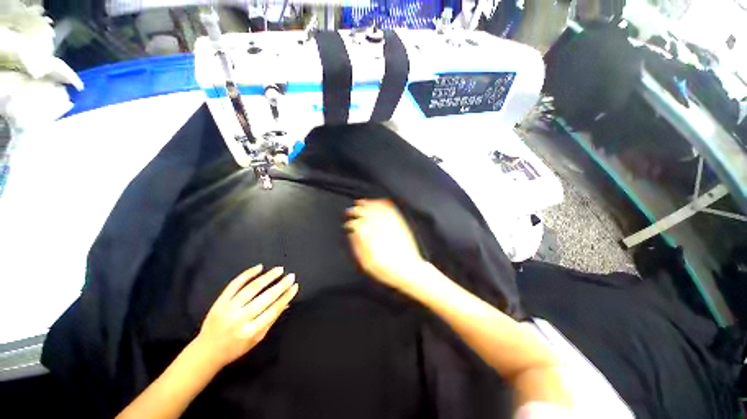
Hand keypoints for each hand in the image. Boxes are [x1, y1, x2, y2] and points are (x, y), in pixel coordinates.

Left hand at [194, 265, 298, 368]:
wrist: (206, 352)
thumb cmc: (235, 347)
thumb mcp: (257, 338)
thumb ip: (271, 319)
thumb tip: (286, 302)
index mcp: (251, 331)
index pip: (274, 310)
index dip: (286, 296)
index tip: (295, 286)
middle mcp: (240, 318)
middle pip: (265, 298)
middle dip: (281, 285)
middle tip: (291, 276)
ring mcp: (228, 308)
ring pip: (251, 288)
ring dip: (268, 277)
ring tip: (279, 269)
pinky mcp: (220, 302)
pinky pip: (235, 284)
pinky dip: (247, 274)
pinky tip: (259, 267)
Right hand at [345, 199, 425, 288]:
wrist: (409, 270)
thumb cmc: (387, 270)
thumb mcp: (367, 264)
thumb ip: (358, 247)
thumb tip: (352, 234)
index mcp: (371, 239)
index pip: (358, 224)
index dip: (351, 223)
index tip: (348, 224)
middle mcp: (381, 229)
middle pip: (366, 214)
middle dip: (357, 210)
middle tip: (351, 210)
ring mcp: (391, 226)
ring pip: (377, 210)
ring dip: (368, 204)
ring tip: (362, 202)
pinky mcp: (400, 225)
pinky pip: (391, 211)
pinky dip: (383, 204)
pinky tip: (379, 202)